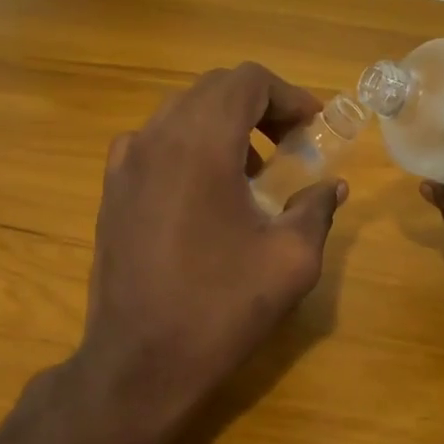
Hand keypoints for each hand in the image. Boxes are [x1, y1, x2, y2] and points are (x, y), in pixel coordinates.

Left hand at [73, 62, 346, 443]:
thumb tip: (331, 186)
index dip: (288, 95)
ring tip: (254, 172)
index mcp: (200, 144)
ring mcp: (125, 162)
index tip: (313, 128)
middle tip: (291, 145)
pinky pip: (157, 142)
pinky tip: (208, 193)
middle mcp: (156, 137)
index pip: (247, 80)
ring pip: (182, 112)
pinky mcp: (112, 188)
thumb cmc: (220, 309)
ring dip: (225, 125)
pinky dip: (191, 146)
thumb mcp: (290, 260)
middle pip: (213, 89)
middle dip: (260, 107)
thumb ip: (315, 209)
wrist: (139, 362)